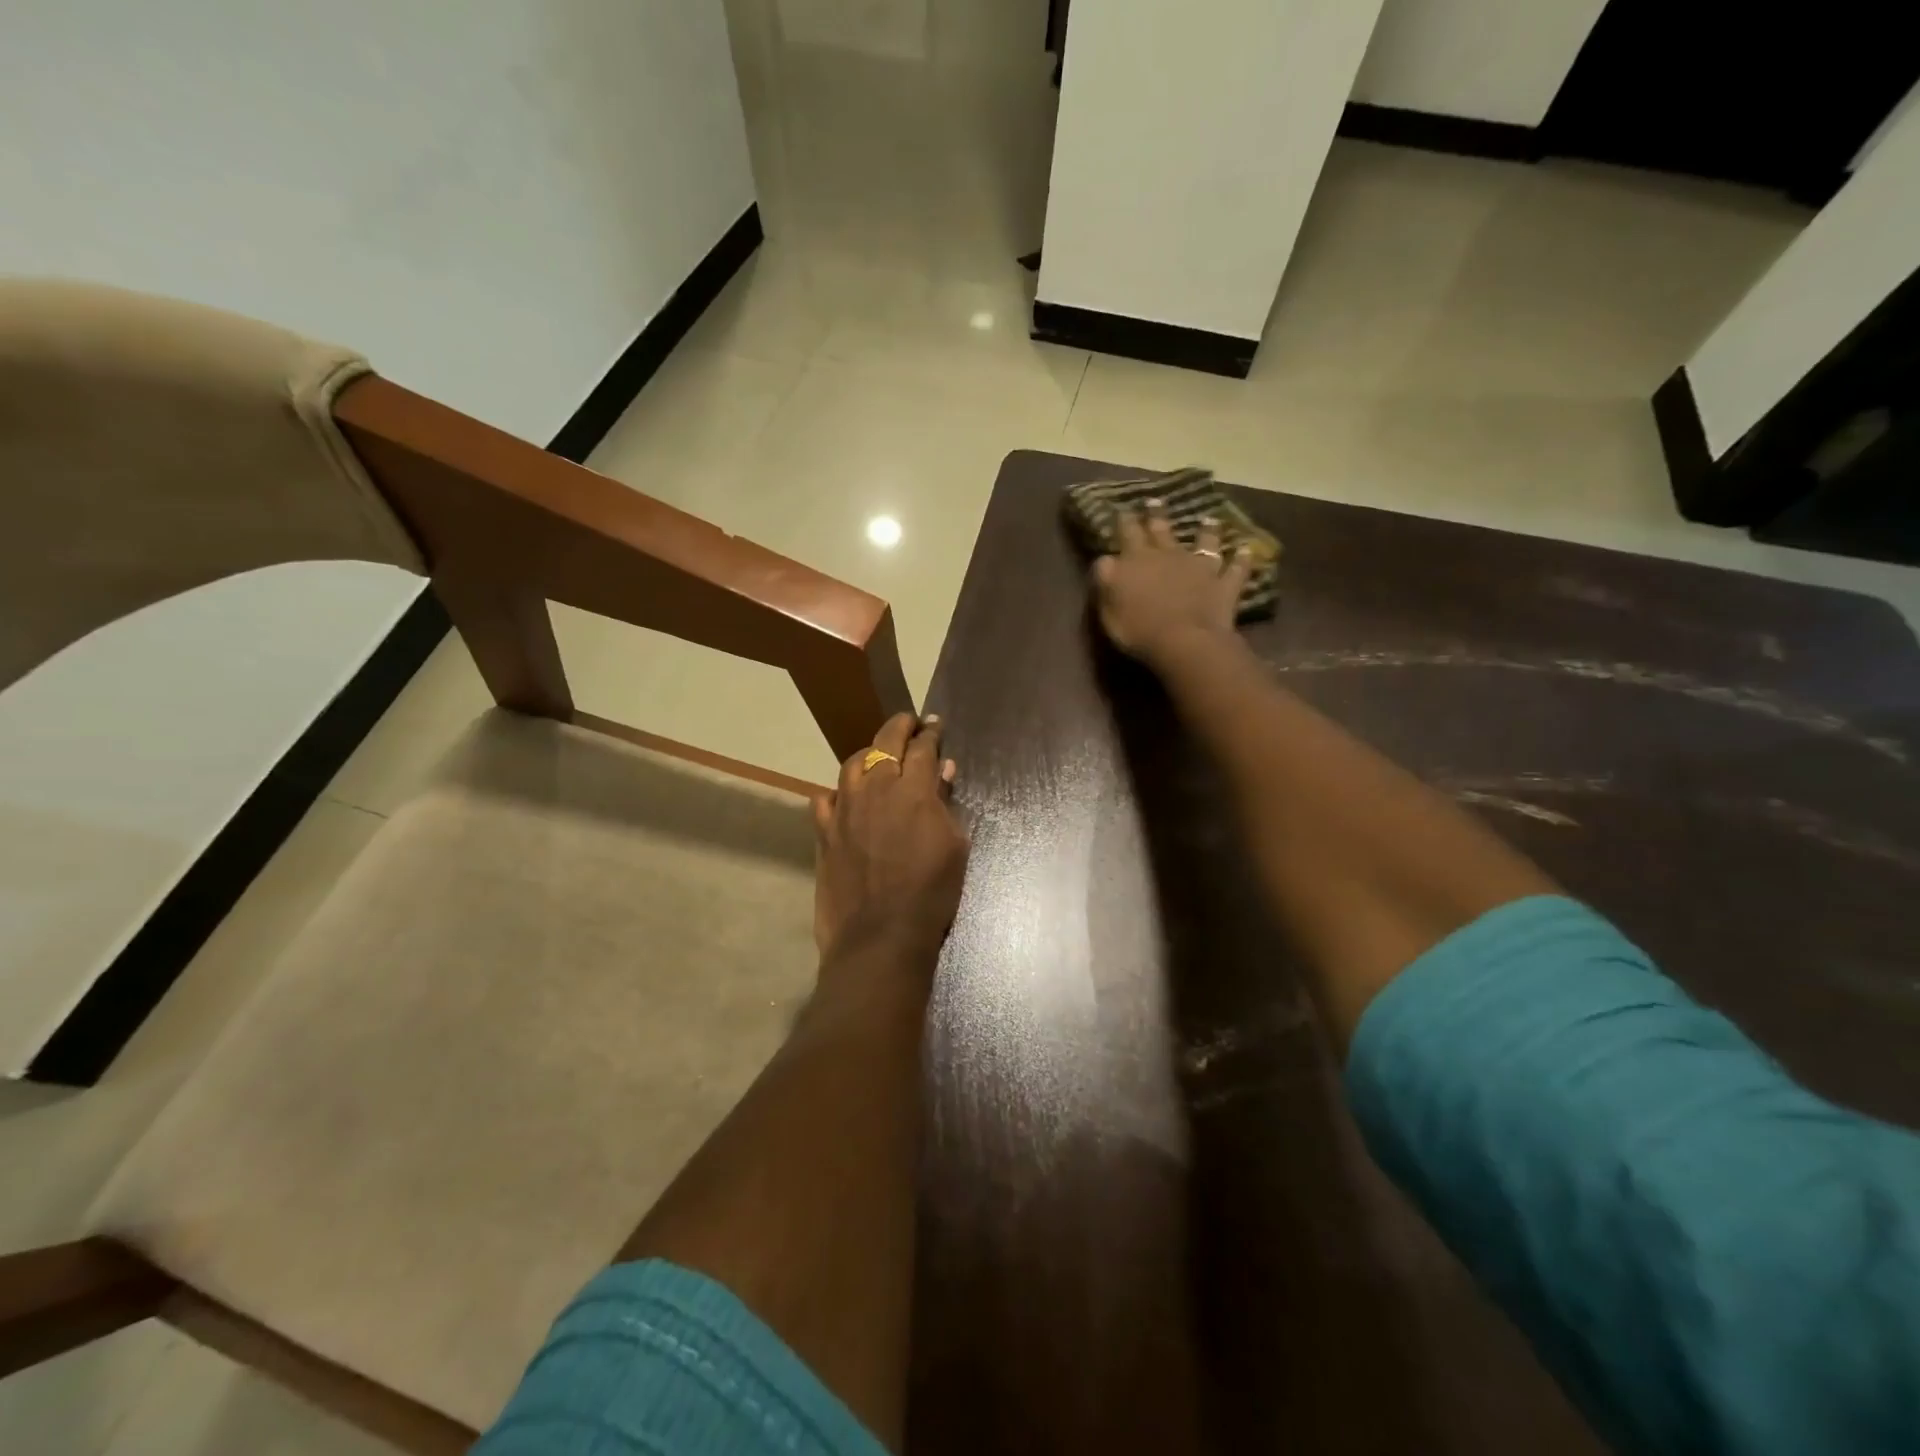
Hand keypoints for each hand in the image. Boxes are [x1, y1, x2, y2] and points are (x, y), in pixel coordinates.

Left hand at [812, 712, 969, 981]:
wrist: (880, 935)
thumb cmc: (930, 894)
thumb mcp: (955, 847)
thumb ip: (945, 804)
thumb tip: (942, 771)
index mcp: (913, 790)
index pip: (923, 747)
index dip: (931, 733)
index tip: (936, 725)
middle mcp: (875, 788)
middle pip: (885, 742)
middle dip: (900, 727)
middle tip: (910, 723)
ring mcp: (844, 808)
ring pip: (852, 763)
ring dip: (869, 754)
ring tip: (878, 757)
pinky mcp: (823, 831)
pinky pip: (825, 797)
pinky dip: (838, 792)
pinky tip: (845, 798)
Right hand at [1092, 502, 1250, 668]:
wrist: (1184, 642)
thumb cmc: (1138, 628)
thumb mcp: (1108, 607)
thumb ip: (1106, 579)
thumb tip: (1105, 559)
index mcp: (1136, 561)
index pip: (1127, 534)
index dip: (1124, 521)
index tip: (1122, 509)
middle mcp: (1168, 556)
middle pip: (1161, 530)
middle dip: (1156, 515)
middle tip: (1155, 501)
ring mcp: (1199, 568)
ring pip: (1204, 542)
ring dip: (1206, 530)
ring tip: (1209, 519)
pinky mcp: (1223, 585)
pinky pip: (1236, 569)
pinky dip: (1242, 559)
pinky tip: (1246, 549)